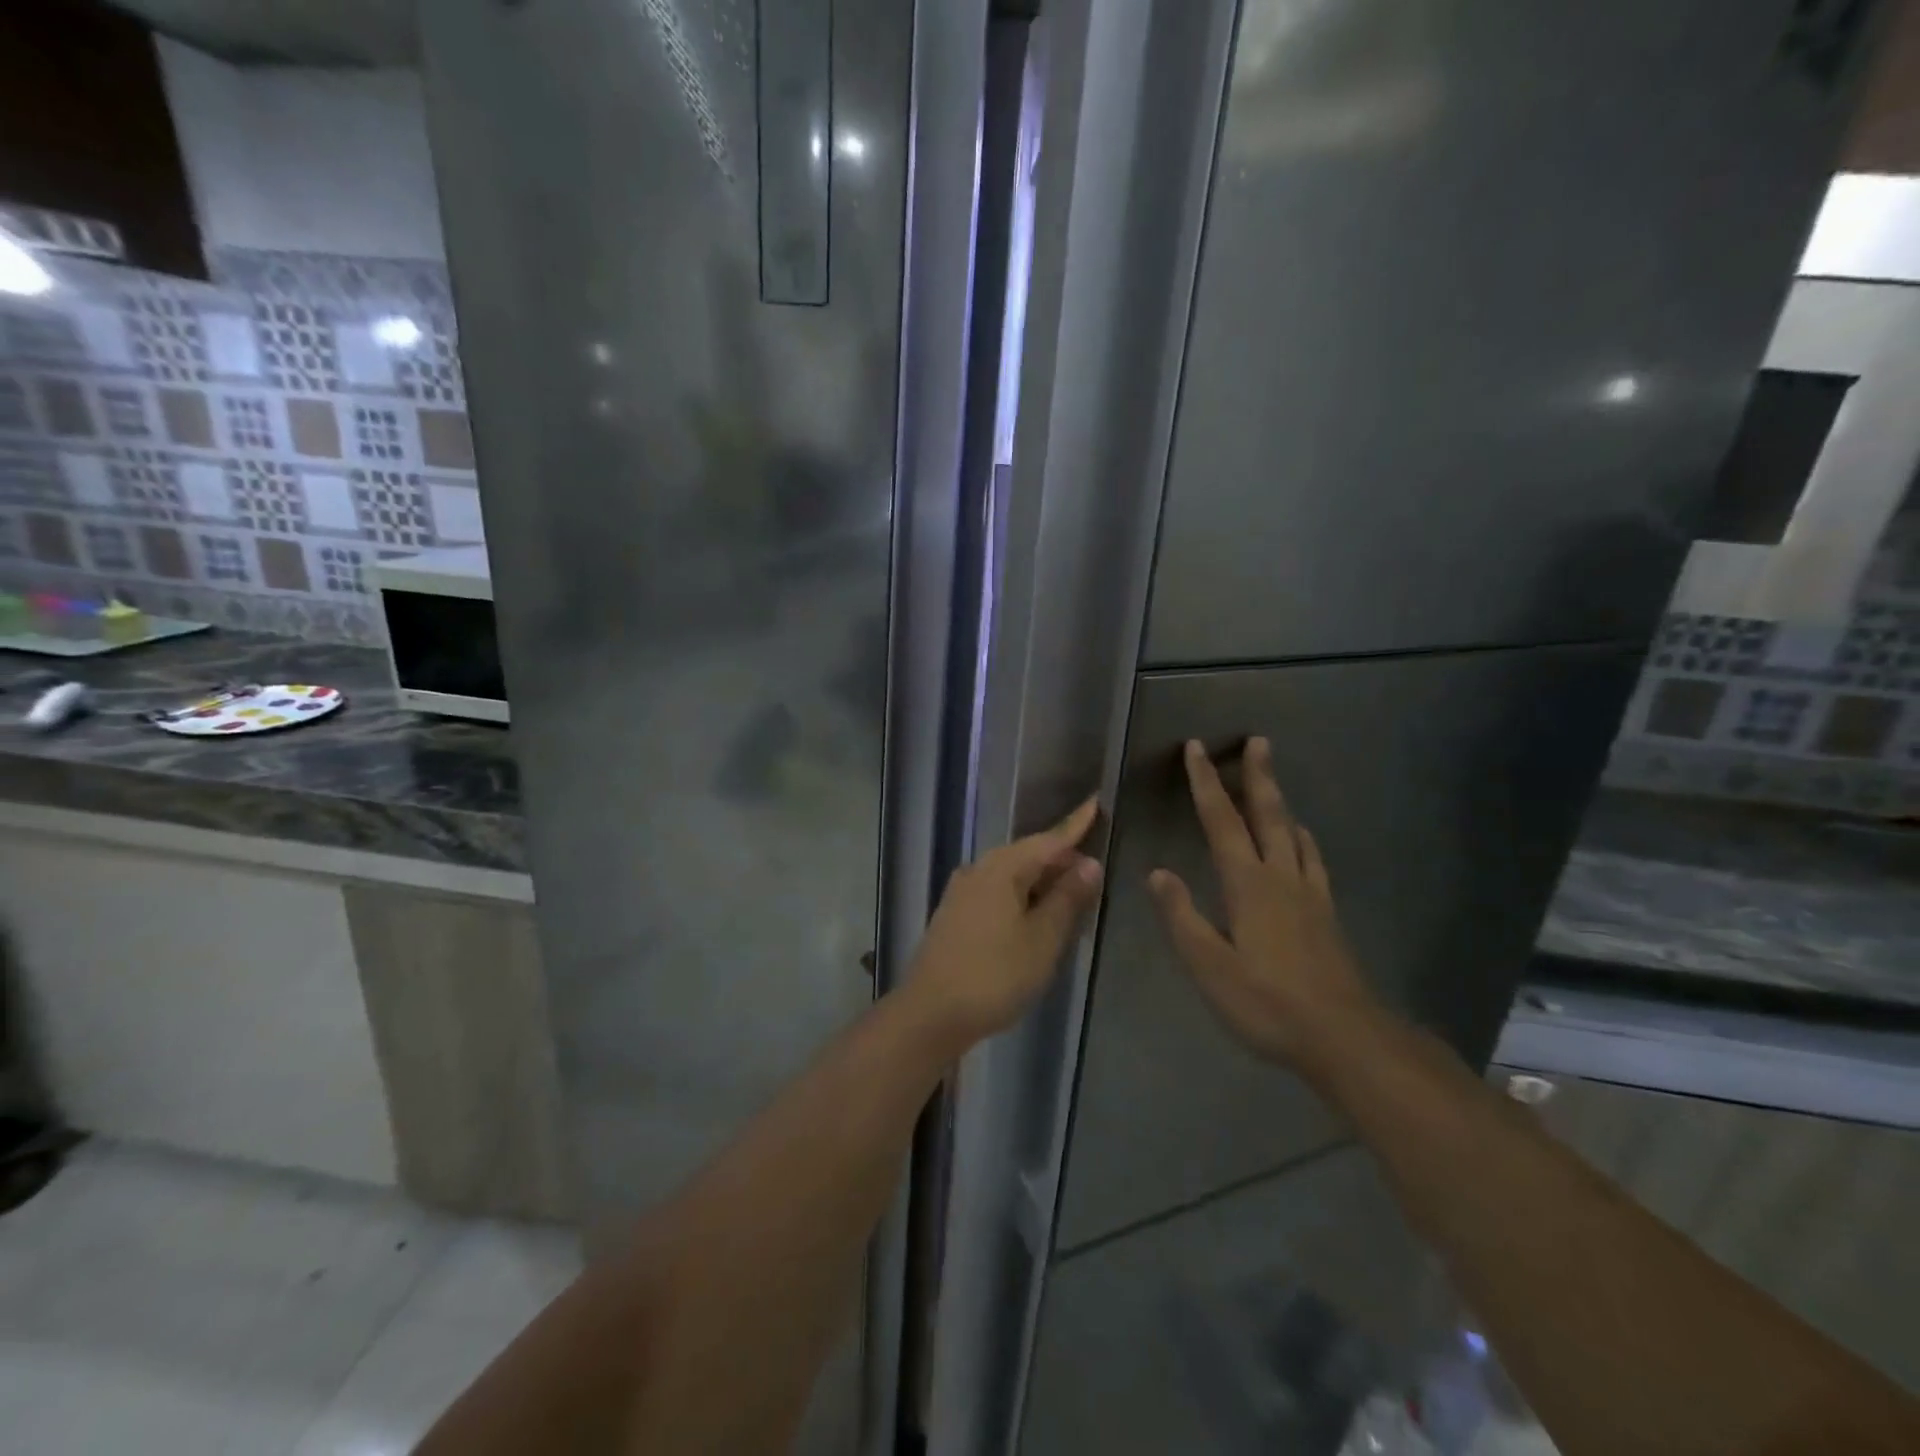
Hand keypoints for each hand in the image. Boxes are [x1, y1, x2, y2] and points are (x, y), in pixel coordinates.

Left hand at [907, 799, 1103, 1048]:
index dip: (1076, 825)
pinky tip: (1036, 915)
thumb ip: (1067, 899)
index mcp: (1002, 868)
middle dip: (1061, 859)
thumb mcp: (1042, 939)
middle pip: (1029, 855)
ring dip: (1043, 881)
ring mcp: (963, 892)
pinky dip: (1023, 897)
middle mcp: (979, 869)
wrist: (930, 1013)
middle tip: (1095, 871)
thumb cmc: (995, 975)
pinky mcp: (956, 914)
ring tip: (1073, 894)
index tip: (1097, 803)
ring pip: (1013, 876)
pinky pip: (999, 892)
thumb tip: (1089, 863)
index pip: (1049, 839)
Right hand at [1148, 738, 1381, 1078]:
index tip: (1197, 748)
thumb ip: (1182, 917)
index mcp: (1248, 884)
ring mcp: (1309, 894)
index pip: (1221, 821)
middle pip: (1268, 814)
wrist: (1344, 1037)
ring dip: (1280, 801)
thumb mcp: (1210, 966)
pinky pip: (1312, 860)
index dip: (1206, 782)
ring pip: (1293, 833)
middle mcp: (1281, 877)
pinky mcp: (1326, 914)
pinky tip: (1302, 841)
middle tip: (1258, 740)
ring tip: (1274, 782)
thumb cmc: (1267, 1002)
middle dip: (1258, 775)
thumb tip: (1157, 872)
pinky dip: (1303, 838)